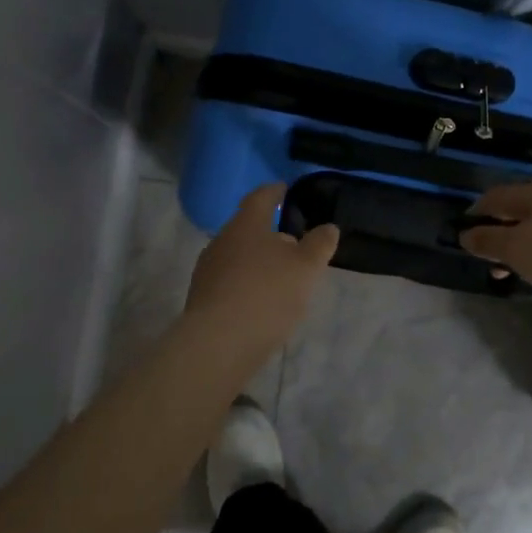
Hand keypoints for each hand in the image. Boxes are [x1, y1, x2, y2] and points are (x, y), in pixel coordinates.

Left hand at [185, 184, 339, 355]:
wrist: (218, 344)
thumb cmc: (267, 294)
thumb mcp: (306, 267)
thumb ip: (319, 244)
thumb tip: (328, 227)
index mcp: (246, 225)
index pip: (260, 198)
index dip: (275, 191)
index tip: (285, 188)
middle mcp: (221, 241)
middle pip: (248, 228)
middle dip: (270, 233)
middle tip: (293, 242)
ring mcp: (208, 271)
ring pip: (238, 256)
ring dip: (259, 261)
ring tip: (282, 276)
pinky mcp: (203, 299)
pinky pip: (230, 281)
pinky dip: (248, 284)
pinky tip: (262, 301)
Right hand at [459, 179, 531, 300]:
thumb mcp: (518, 250)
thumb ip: (488, 241)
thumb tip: (465, 233)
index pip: (493, 197)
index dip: (475, 215)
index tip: (465, 236)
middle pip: (518, 210)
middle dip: (500, 234)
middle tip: (491, 261)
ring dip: (524, 244)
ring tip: (519, 271)